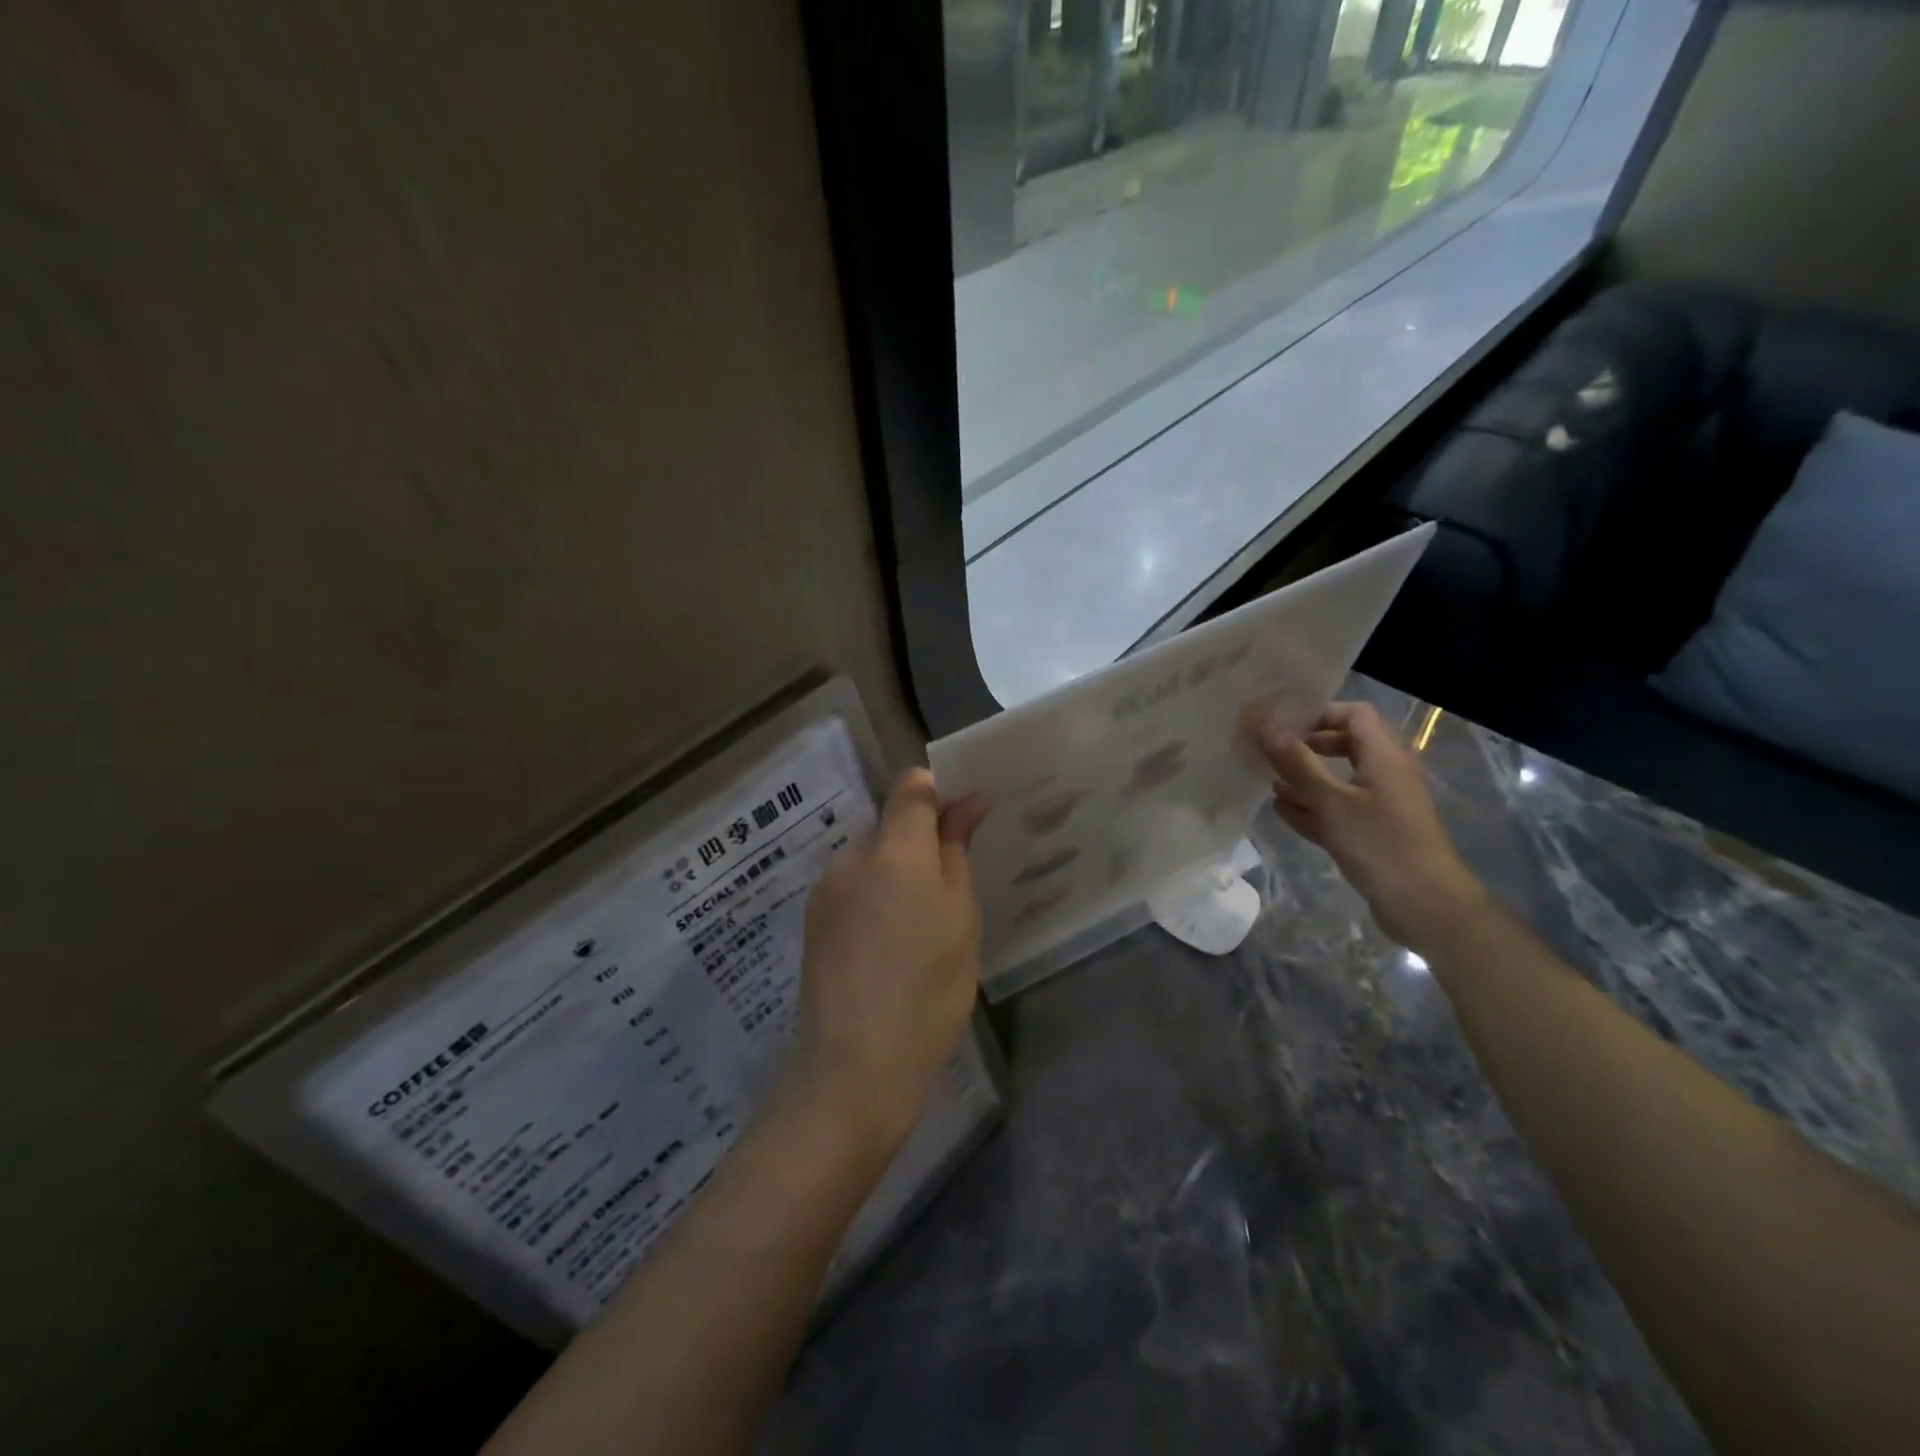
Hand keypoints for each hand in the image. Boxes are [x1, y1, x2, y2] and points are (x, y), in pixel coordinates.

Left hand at [795, 770, 989, 1150]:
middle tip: (946, 897)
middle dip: (919, 846)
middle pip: (890, 826)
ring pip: (871, 860)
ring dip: (894, 876)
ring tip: (914, 933)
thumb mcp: (960, 917)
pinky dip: (872, 900)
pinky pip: (851, 888)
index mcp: (895, 849)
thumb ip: (957, 850)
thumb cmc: (929, 988)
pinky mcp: (812, 919)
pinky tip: (885, 948)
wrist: (856, 1064)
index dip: (938, 794)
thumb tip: (968, 801)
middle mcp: (852, 856)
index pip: (911, 786)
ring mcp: (825, 888)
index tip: (962, 825)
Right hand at [1254, 701, 1485, 949]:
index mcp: (1383, 756)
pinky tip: (1282, 811)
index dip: (1319, 714)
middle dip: (1306, 747)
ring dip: (1304, 779)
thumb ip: (1297, 763)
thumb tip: (1266, 728)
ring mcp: (1378, 805)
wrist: (1425, 905)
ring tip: (1268, 782)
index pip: (1353, 715)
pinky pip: (1337, 810)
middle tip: (1270, 753)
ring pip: (1337, 780)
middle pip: (1343, 746)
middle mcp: (1383, 774)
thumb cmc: (1380, 842)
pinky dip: (1312, 807)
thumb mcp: (1331, 801)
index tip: (1282, 726)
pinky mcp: (1371, 833)